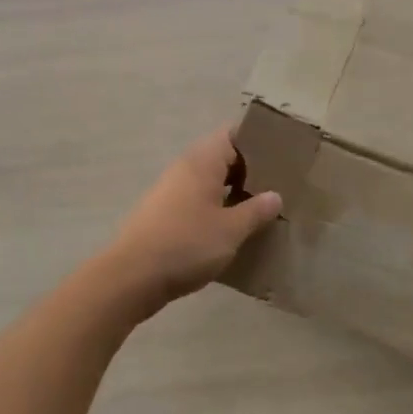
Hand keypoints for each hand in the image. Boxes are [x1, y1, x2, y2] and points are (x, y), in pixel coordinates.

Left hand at [103, 126, 282, 312]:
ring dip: (233, 193)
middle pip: (222, 158)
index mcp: (202, 162)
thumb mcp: (231, 230)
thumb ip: (256, 210)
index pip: (232, 135)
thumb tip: (274, 196)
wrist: (131, 278)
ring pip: (210, 183)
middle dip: (250, 170)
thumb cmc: (186, 244)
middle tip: (279, 185)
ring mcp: (171, 192)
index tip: (281, 155)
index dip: (256, 141)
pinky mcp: (164, 216)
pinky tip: (233, 230)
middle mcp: (184, 169)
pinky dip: (217, 209)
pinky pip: (198, 202)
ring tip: (261, 209)